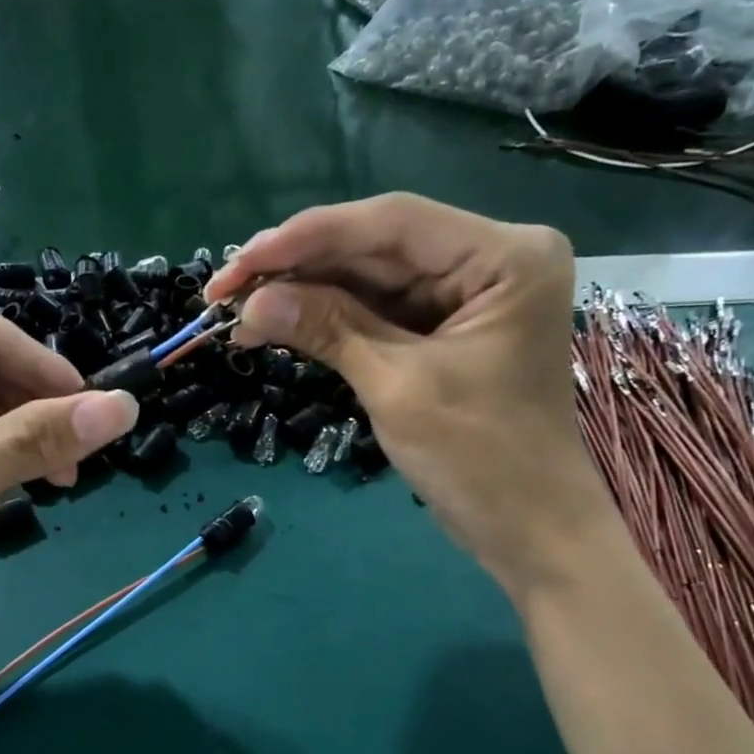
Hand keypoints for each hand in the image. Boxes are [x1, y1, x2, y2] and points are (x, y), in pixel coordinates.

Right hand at [208, 193, 610, 595]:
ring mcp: (467, 297)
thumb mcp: (399, 388)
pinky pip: (379, 313)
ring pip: (371, 280)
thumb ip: (329, 330)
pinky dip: (329, 321)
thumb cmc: (480, 459)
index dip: (309, 236)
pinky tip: (279, 325)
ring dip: (305, 295)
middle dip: (299, 268)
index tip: (242, 259)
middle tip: (225, 289)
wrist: (527, 530)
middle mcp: (489, 260)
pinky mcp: (445, 332)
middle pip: (377, 248)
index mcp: (504, 255)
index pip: (392, 224)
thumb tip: (252, 302)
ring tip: (238, 310)